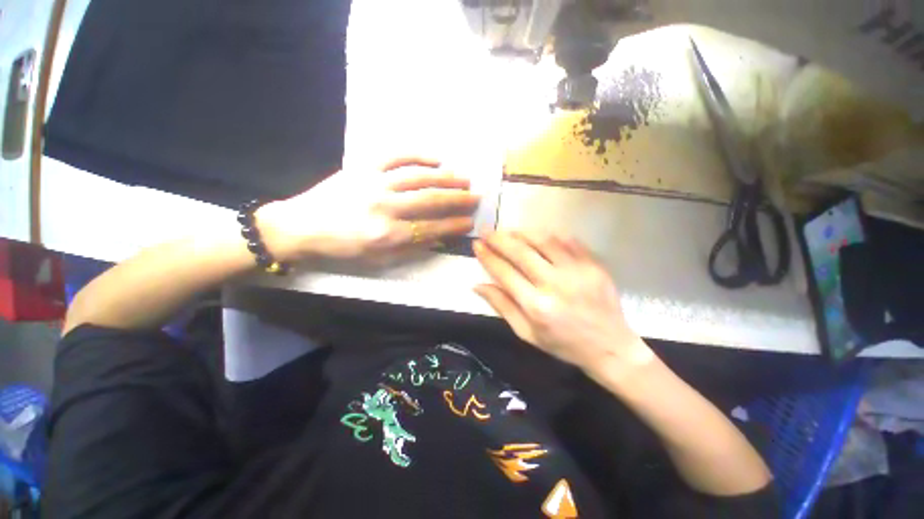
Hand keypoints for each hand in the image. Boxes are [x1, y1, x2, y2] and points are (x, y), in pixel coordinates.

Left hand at [257, 157, 478, 264]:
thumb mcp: (376, 259)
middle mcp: (384, 207)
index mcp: (386, 234)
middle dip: (457, 199)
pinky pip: (396, 156)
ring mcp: (374, 182)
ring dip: (445, 177)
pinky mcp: (363, 166)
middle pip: (430, 200)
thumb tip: (438, 239)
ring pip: (418, 176)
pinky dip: (419, 155)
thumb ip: (410, 248)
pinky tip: (436, 158)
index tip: (470, 221)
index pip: (431, 228)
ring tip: (464, 178)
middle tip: (476, 197)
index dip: (454, 225)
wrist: (301, 226)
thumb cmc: (342, 248)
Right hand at [473, 231, 652, 376]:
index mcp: (536, 306)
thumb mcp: (527, 333)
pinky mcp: (593, 265)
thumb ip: (502, 307)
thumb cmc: (563, 344)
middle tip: (486, 230)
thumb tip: (477, 285)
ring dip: (522, 233)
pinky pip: (567, 241)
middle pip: (521, 252)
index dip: (487, 256)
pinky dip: (548, 235)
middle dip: (499, 238)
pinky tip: (537, 235)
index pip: (504, 272)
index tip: (476, 244)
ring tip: (508, 231)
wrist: (610, 346)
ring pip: (543, 240)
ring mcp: (577, 271)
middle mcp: (555, 284)